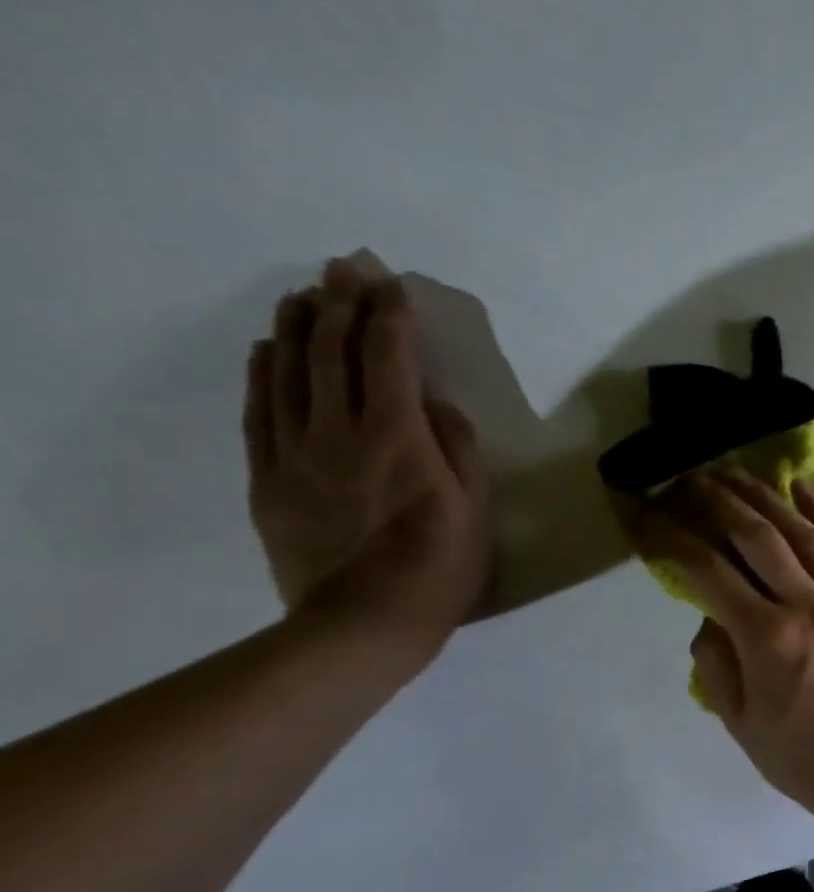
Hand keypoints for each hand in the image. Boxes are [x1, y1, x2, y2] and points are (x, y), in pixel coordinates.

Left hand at [246, 258, 490, 663]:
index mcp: (398, 438)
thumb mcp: (475, 510)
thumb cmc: (439, 568)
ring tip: (306, 294)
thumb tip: (437, 402)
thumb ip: (459, 449)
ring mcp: (296, 453)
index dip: (391, 317)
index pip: (390, 359)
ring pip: (289, 373)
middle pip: (334, 354)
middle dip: (342, 304)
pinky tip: (269, 349)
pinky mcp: (269, 478)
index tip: (393, 283)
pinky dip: (263, 372)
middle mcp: (340, 432)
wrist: (363, 624)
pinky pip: (259, 411)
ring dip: (299, 327)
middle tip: (345, 268)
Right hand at [625, 470, 813, 824]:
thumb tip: (709, 614)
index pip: (706, 570)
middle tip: (689, 478)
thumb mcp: (740, 722)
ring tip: (737, 470)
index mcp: (767, 637)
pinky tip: (805, 488)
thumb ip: (715, 662)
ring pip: (803, 532)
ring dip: (767, 495)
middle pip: (756, 535)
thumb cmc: (804, 757)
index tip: (643, 511)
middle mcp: (808, 605)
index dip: (669, 535)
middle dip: (716, 500)